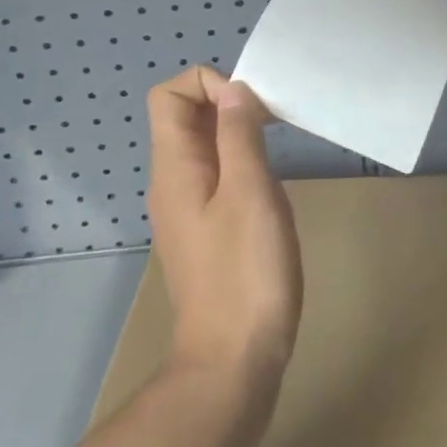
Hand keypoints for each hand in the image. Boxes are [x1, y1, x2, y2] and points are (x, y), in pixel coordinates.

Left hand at [146, 68, 302, 392]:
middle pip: (186, 117)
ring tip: (277, 149)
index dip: (209, 84)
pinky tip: (269, 186)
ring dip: (238, 133)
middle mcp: (172, 182)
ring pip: (204, 146)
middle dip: (229, 104)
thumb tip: (234, 89)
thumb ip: (239, 134)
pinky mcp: (205, 230)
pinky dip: (241, 163)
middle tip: (274, 123)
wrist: (233, 361)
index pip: (170, 95)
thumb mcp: (250, 191)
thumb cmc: (245, 271)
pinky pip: (216, 175)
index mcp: (174, 167)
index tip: (250, 107)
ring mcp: (187, 208)